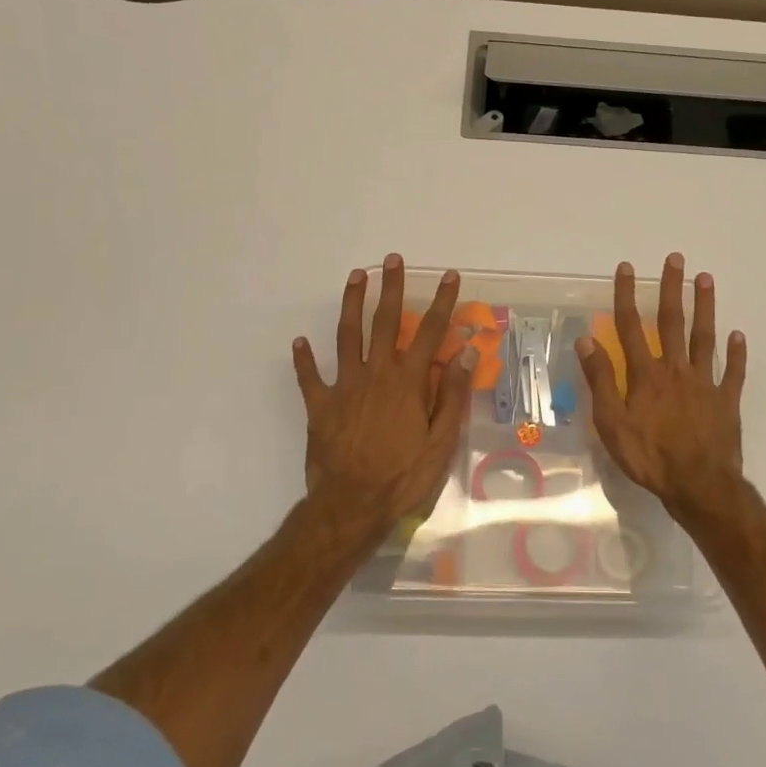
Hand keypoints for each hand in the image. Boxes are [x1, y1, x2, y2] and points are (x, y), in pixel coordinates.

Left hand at [292, 255, 477, 529]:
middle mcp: (376, 374)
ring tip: (355, 277)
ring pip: (346, 336)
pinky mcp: (320, 406)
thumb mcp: (441, 441)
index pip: (430, 332)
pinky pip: (310, 377)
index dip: (442, 302)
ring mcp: (344, 387)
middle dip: (390, 288)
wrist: (351, 507)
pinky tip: (299, 342)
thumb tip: (466, 352)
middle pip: (384, 322)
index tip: (449, 276)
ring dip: (351, 304)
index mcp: (408, 381)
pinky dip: (304, 359)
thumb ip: (453, 394)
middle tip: (391, 259)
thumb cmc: (404, 477)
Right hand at [576, 254, 746, 515]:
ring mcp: (705, 382)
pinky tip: (739, 335)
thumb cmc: (649, 456)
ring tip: (706, 278)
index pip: (631, 327)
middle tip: (676, 259)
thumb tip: (587, 341)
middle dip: (672, 288)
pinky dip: (736, 353)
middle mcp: (676, 369)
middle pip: (672, 321)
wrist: (698, 484)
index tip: (627, 268)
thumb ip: (601, 380)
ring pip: (704, 337)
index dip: (627, 296)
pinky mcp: (726, 400)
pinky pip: (733, 372)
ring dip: (705, 307)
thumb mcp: (612, 423)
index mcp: (646, 374)